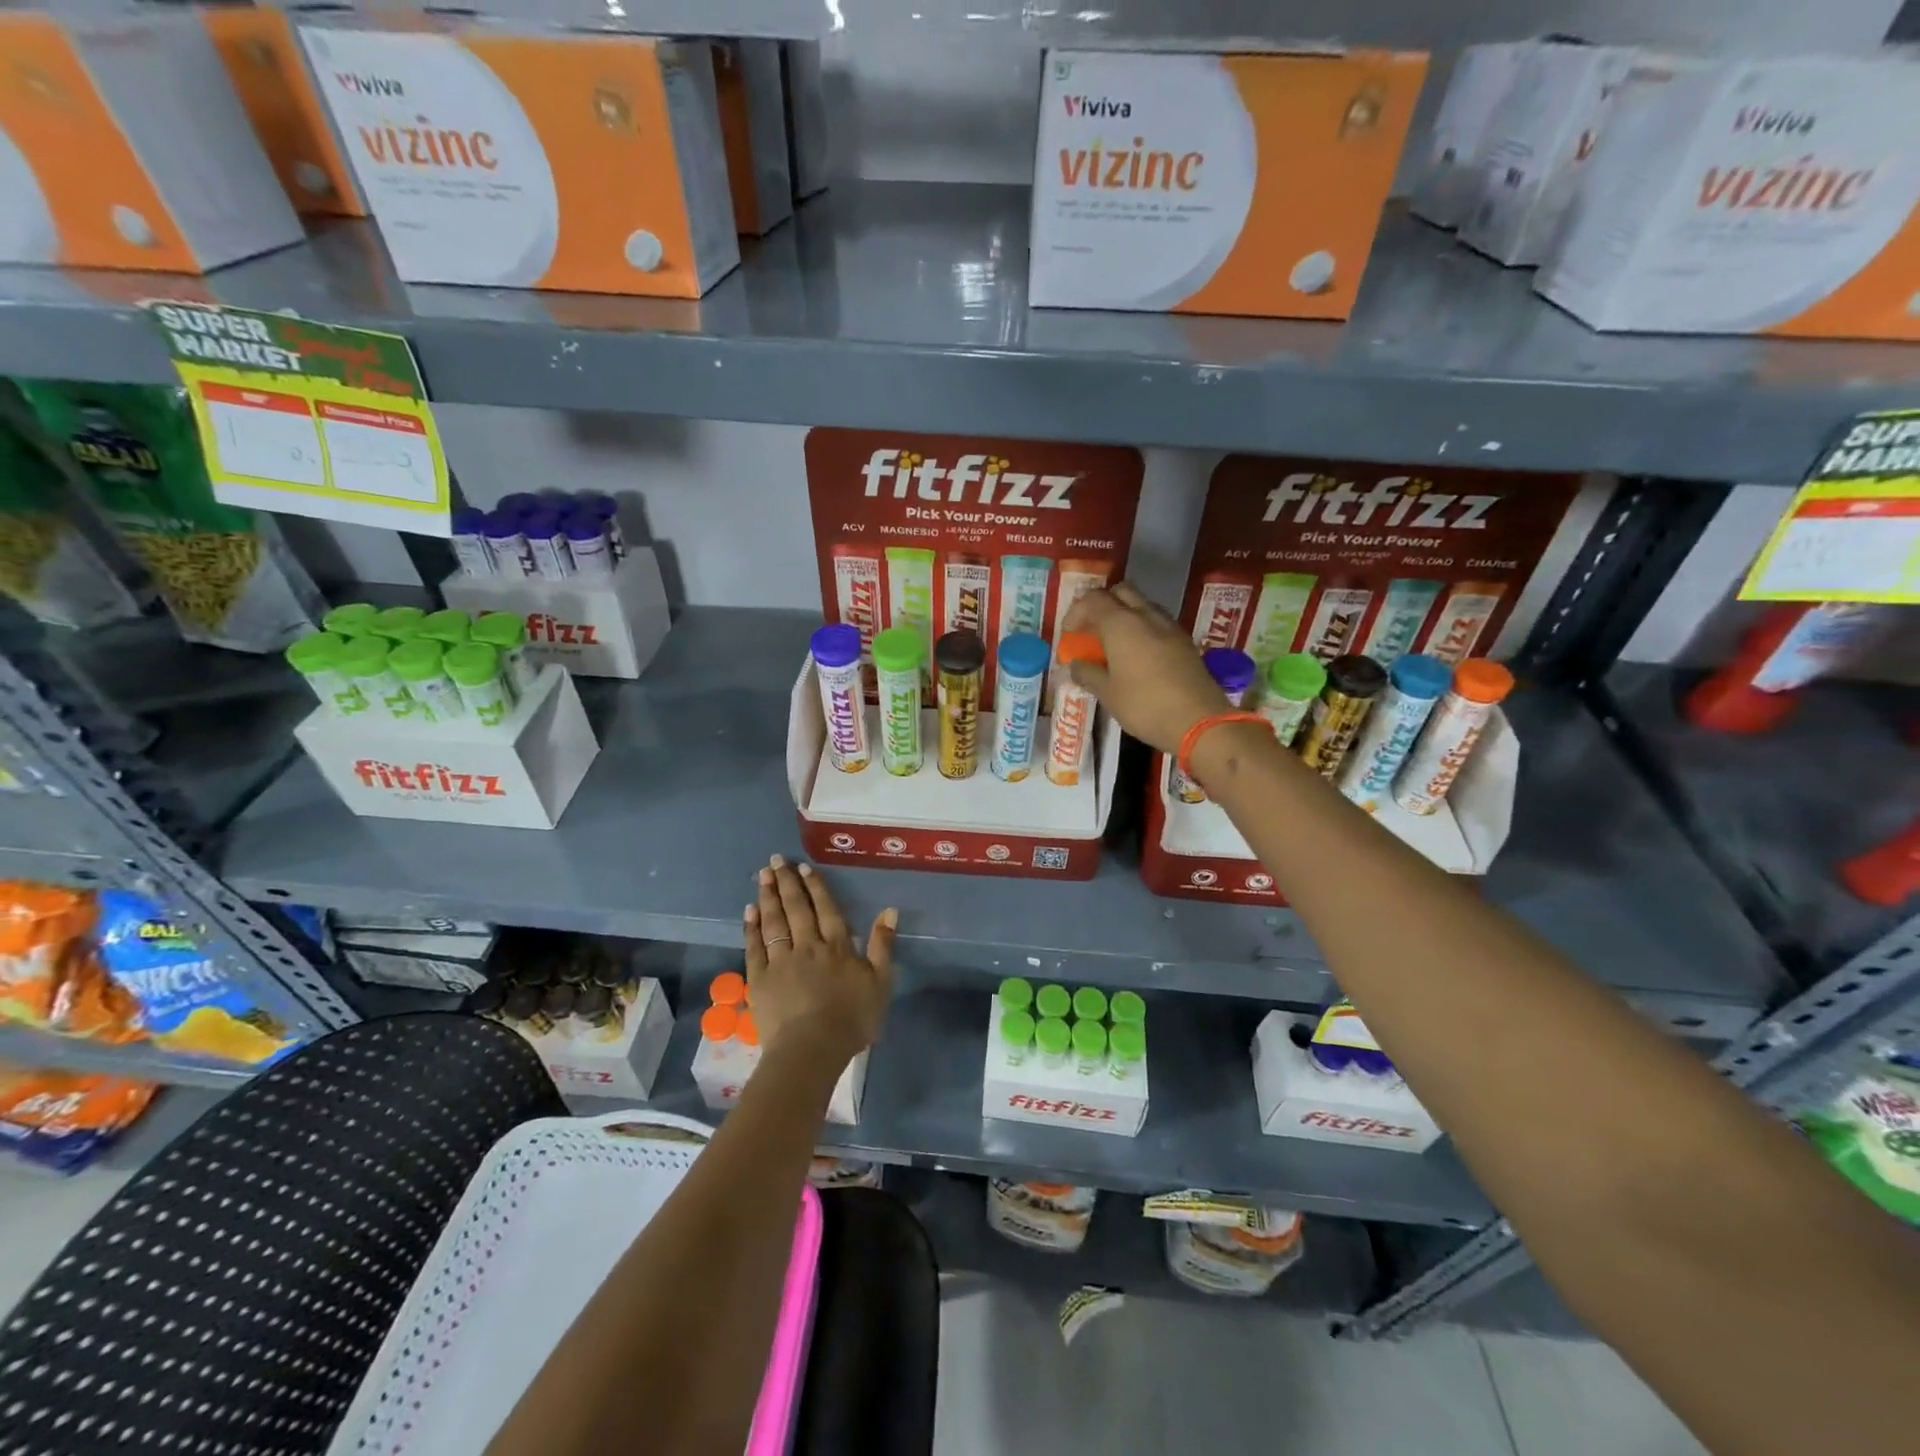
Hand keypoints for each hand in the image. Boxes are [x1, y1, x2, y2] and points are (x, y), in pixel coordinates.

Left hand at [744, 855, 895, 1069]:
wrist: (812, 1049)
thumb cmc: (852, 1020)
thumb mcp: (881, 983)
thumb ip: (883, 945)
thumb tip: (889, 910)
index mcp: (837, 947)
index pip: (825, 909)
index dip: (815, 887)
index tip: (803, 867)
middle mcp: (808, 946)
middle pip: (796, 909)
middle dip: (787, 882)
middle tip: (775, 861)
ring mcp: (781, 961)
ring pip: (774, 922)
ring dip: (768, 896)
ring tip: (762, 875)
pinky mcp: (759, 979)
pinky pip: (754, 947)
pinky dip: (752, 927)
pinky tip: (750, 911)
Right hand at [1064, 582, 1229, 754]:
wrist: (1199, 721)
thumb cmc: (1144, 706)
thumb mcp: (1108, 694)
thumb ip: (1087, 673)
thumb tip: (1076, 664)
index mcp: (1121, 624)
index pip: (1092, 600)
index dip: (1076, 613)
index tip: (1070, 635)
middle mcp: (1146, 615)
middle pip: (1120, 592)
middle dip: (1102, 605)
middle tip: (1093, 631)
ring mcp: (1169, 626)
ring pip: (1142, 605)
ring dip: (1124, 616)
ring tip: (1114, 644)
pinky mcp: (1184, 640)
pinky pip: (1157, 622)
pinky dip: (1143, 629)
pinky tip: (1139, 655)